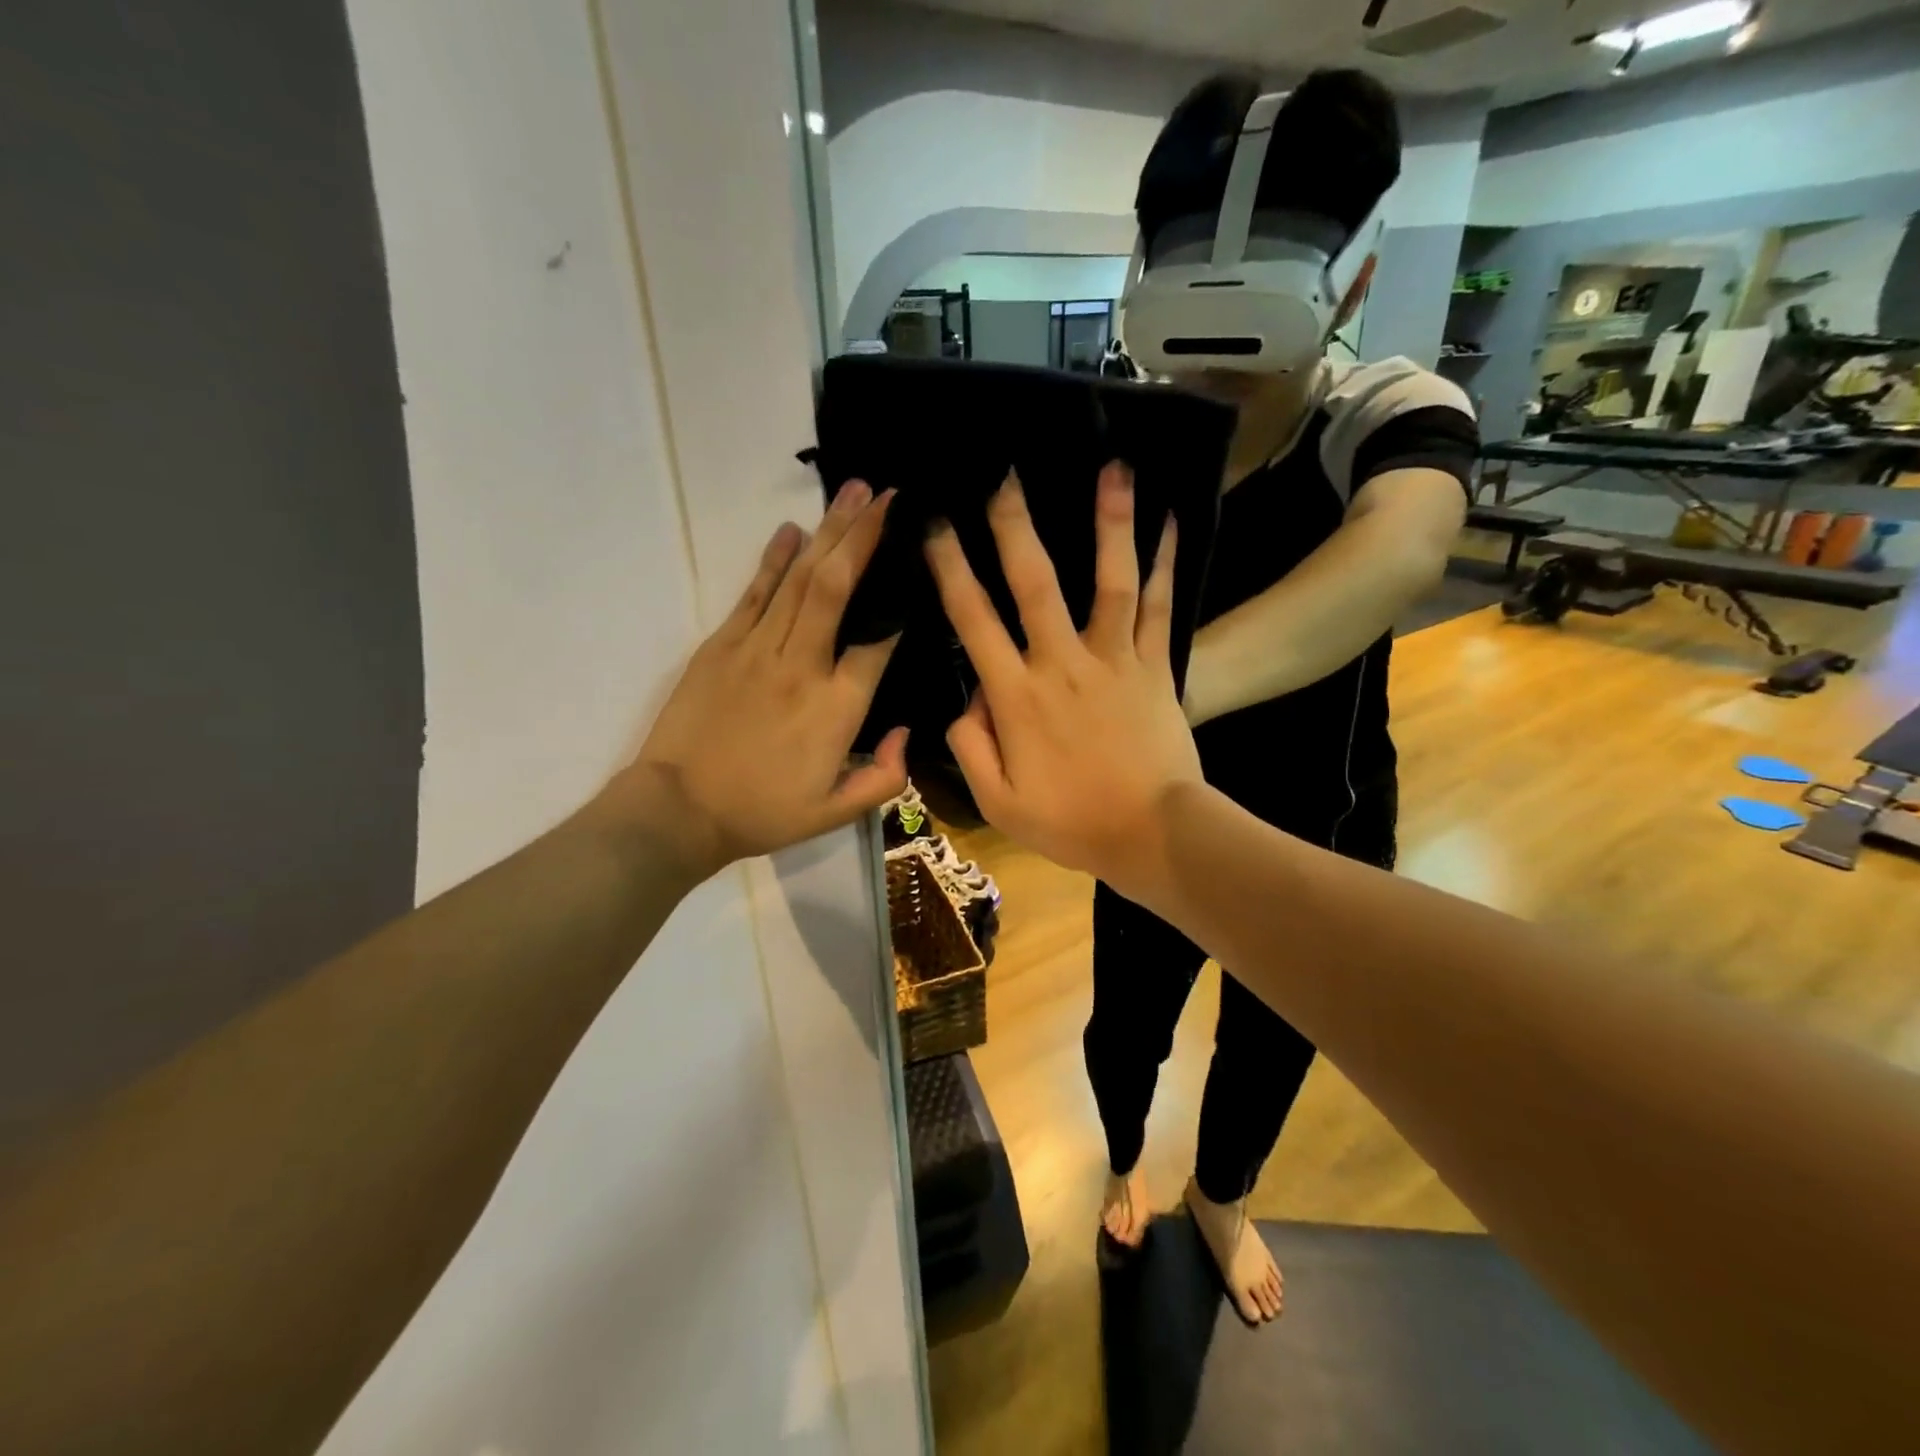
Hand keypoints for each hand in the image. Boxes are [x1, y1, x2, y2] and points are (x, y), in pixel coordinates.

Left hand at [593, 481, 907, 879]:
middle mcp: (802, 666)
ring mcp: (757, 650)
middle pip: (839, 588)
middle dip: (865, 535)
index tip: (915, 564)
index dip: (900, 601)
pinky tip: (791, 529)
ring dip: (829, 532)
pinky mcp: (721, 646)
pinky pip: (754, 593)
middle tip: (889, 495)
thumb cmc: (761, 814)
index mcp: (836, 708)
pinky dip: (773, 558)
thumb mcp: (835, 814)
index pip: (878, 641)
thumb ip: (884, 777)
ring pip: (801, 580)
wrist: (677, 811)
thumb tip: (905, 732)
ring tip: (853, 491)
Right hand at [924, 464, 1202, 902]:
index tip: (934, 525)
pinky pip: (1159, 608)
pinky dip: (1165, 564)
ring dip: (1109, 523)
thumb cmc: (1071, 822)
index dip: (950, 569)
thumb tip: (966, 698)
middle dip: (1015, 526)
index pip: (974, 620)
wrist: (1153, 835)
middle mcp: (1063, 663)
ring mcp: (1114, 660)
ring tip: (1113, 468)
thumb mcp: (998, 801)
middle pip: (1036, 583)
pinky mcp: (1155, 666)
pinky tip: (1170, 521)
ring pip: (1109, 581)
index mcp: (1017, 696)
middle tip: (1005, 474)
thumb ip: (970, 745)